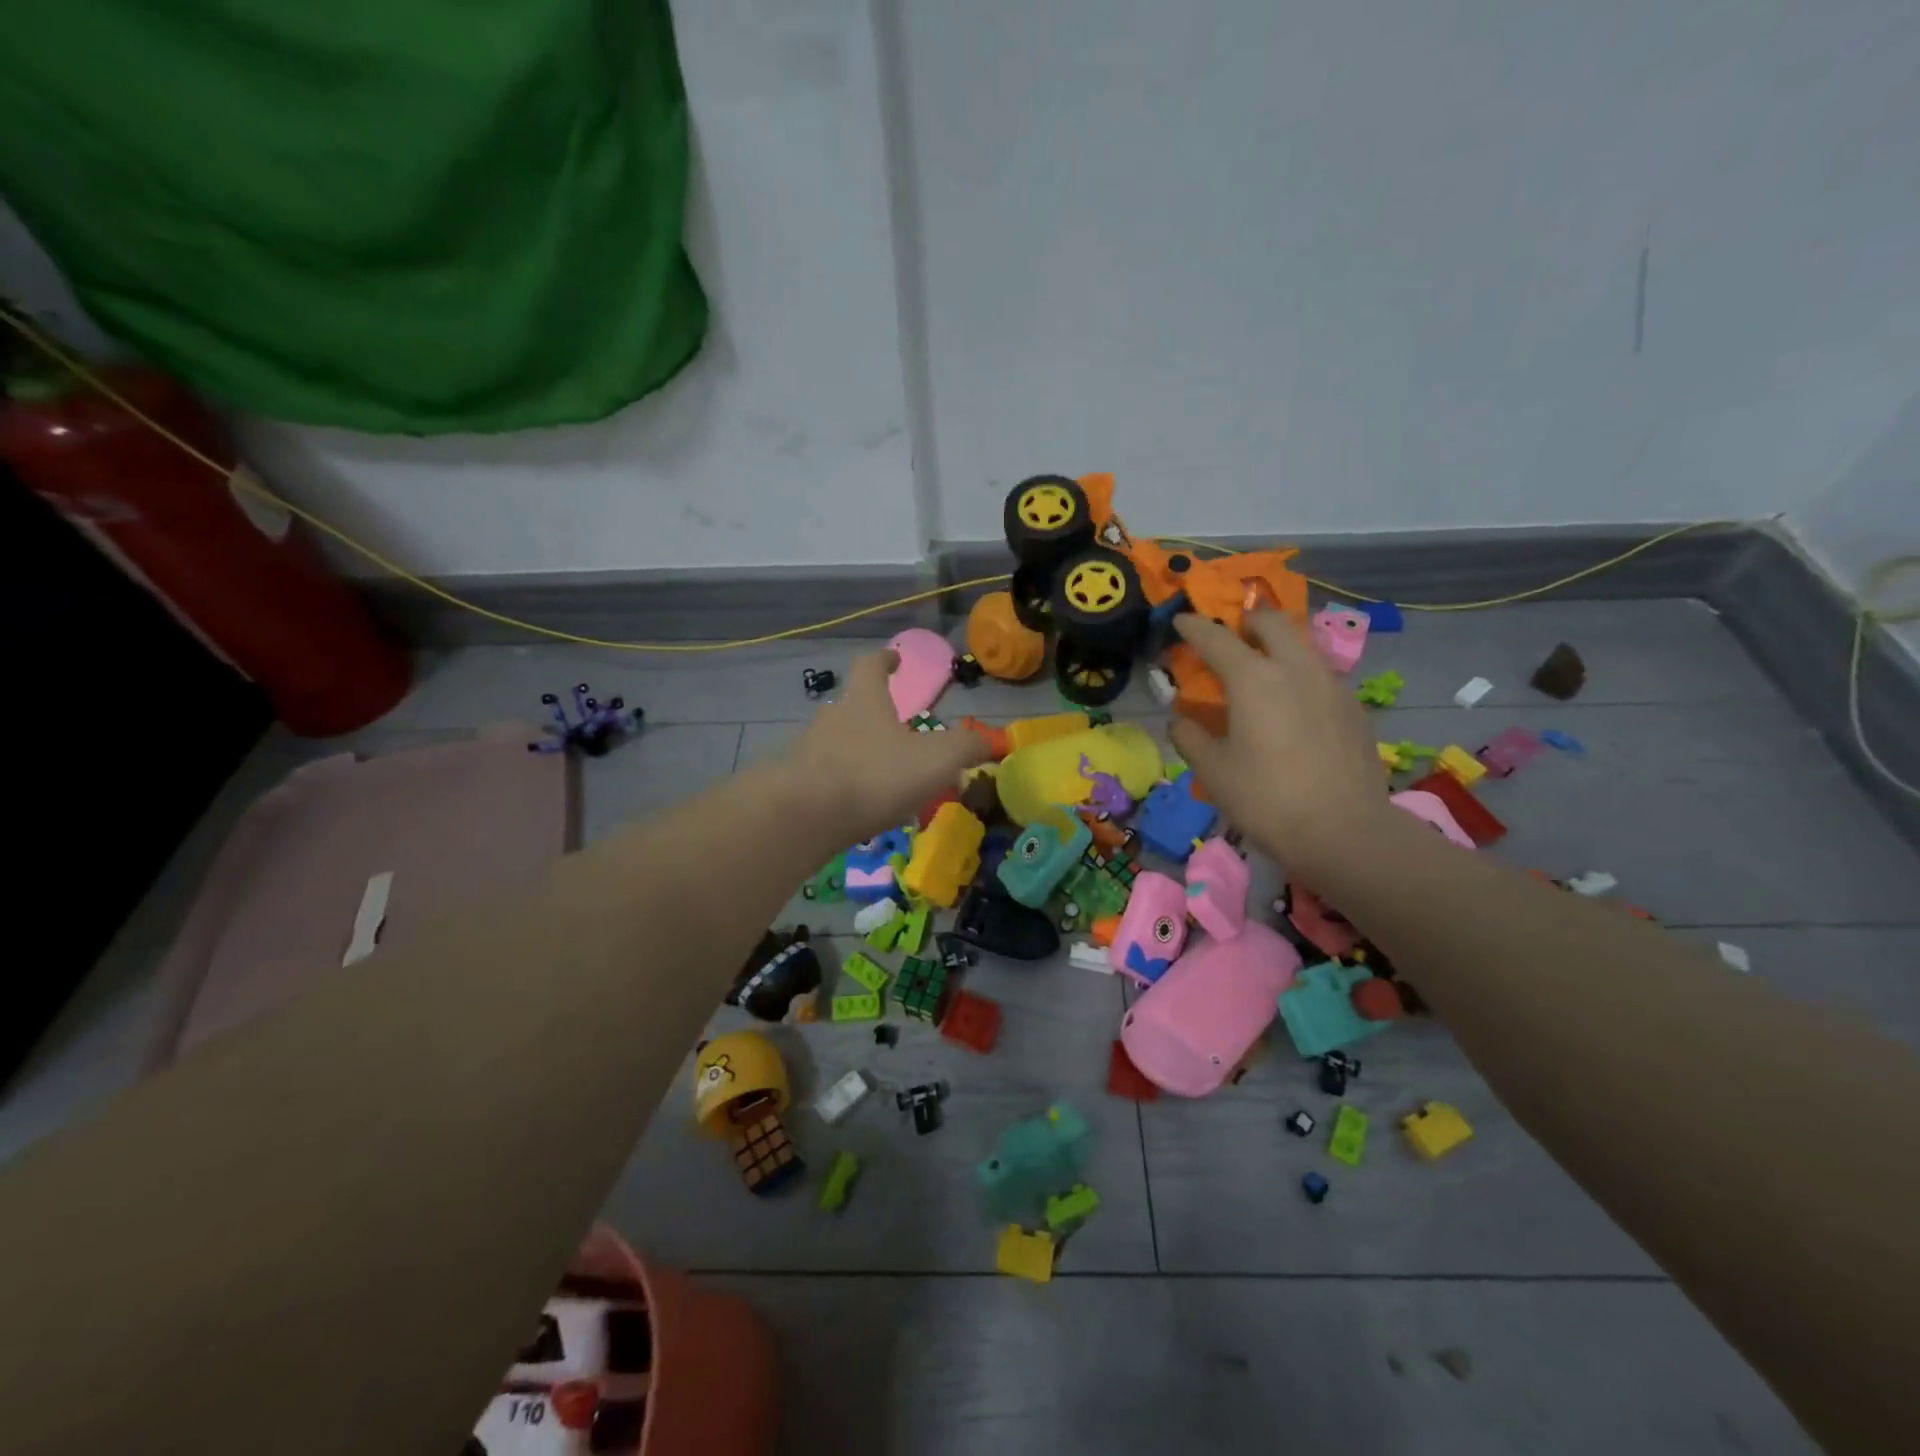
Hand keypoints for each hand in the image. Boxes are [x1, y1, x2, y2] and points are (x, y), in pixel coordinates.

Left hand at [780, 649, 989, 843]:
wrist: (804, 816)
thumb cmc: (875, 775)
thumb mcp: (936, 760)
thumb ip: (966, 748)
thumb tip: (989, 741)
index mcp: (864, 701)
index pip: (870, 666)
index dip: (884, 660)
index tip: (894, 659)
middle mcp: (832, 718)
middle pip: (853, 707)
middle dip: (874, 716)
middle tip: (898, 733)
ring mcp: (808, 751)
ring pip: (838, 744)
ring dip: (859, 754)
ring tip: (884, 778)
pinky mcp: (795, 785)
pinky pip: (825, 778)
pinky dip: (844, 786)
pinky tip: (860, 809)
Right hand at [1167, 612, 1392, 876]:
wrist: (1345, 831)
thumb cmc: (1266, 799)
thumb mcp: (1213, 771)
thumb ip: (1189, 737)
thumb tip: (1180, 721)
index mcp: (1253, 678)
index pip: (1215, 638)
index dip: (1193, 626)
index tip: (1180, 621)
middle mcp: (1295, 668)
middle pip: (1271, 622)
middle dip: (1246, 622)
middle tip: (1230, 637)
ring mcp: (1331, 684)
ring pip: (1301, 644)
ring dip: (1277, 645)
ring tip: (1262, 670)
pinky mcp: (1353, 706)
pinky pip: (1320, 673)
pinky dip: (1298, 674)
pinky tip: (1292, 705)